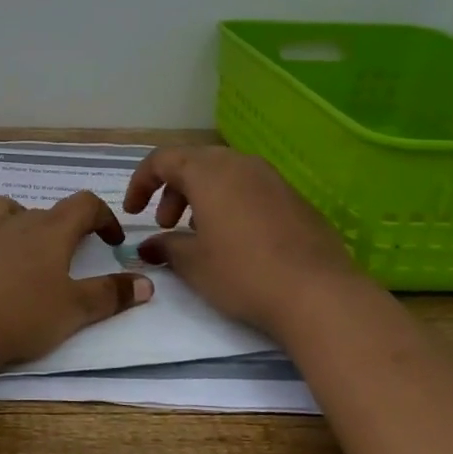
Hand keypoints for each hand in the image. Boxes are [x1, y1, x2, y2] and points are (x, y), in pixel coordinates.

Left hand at [0, 192, 152, 368]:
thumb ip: (111, 295)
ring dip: (10, 219)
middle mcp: (13, 223)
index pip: (83, 205)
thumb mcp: (75, 310)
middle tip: (64, 259)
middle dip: (57, 229)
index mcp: (50, 232)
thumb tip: (146, 282)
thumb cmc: (22, 315)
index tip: (111, 240)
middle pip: (41, 211)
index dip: (102, 217)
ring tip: (16, 244)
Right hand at [122, 146, 356, 334]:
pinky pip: (250, 188)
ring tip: (198, 233)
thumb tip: (150, 246)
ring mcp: (272, 178)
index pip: (162, 160)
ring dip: (201, 196)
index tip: (133, 212)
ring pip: (224, 173)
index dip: (141, 183)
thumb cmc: (243, 273)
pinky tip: (234, 240)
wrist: (319, 293)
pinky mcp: (294, 198)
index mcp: (208, 172)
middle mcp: (240, 164)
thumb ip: (166, 248)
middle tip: (165, 224)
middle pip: (194, 162)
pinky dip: (230, 203)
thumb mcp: (193, 264)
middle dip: (172, 189)